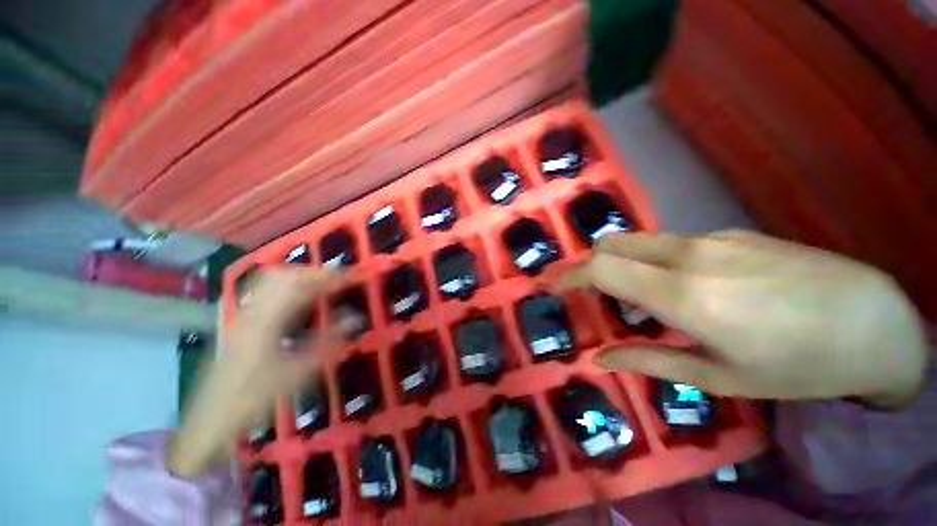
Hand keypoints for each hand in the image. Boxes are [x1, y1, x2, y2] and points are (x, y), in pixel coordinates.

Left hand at [168, 268, 347, 476]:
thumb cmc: (254, 398)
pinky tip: (300, 298)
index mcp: (265, 322)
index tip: (351, 277)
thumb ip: (329, 342)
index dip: (328, 278)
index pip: (300, 286)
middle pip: (283, 275)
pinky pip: (266, 291)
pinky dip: (288, 286)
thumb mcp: (297, 373)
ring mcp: (243, 314)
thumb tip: (356, 318)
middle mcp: (251, 312)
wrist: (210, 419)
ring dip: (301, 277)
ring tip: (323, 284)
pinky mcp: (241, 321)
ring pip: (272, 280)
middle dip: (314, 273)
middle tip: (338, 279)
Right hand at [558, 230, 927, 408]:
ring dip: (620, 263)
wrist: (876, 322)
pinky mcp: (729, 234)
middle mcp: (689, 256)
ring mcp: (711, 238)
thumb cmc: (798, 365)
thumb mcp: (718, 377)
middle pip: (611, 244)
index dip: (568, 274)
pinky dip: (653, 261)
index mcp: (683, 295)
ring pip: (638, 241)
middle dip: (588, 265)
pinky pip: (670, 243)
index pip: (601, 269)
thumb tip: (602, 358)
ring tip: (638, 299)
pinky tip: (685, 288)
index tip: (548, 282)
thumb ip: (649, 361)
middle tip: (587, 292)